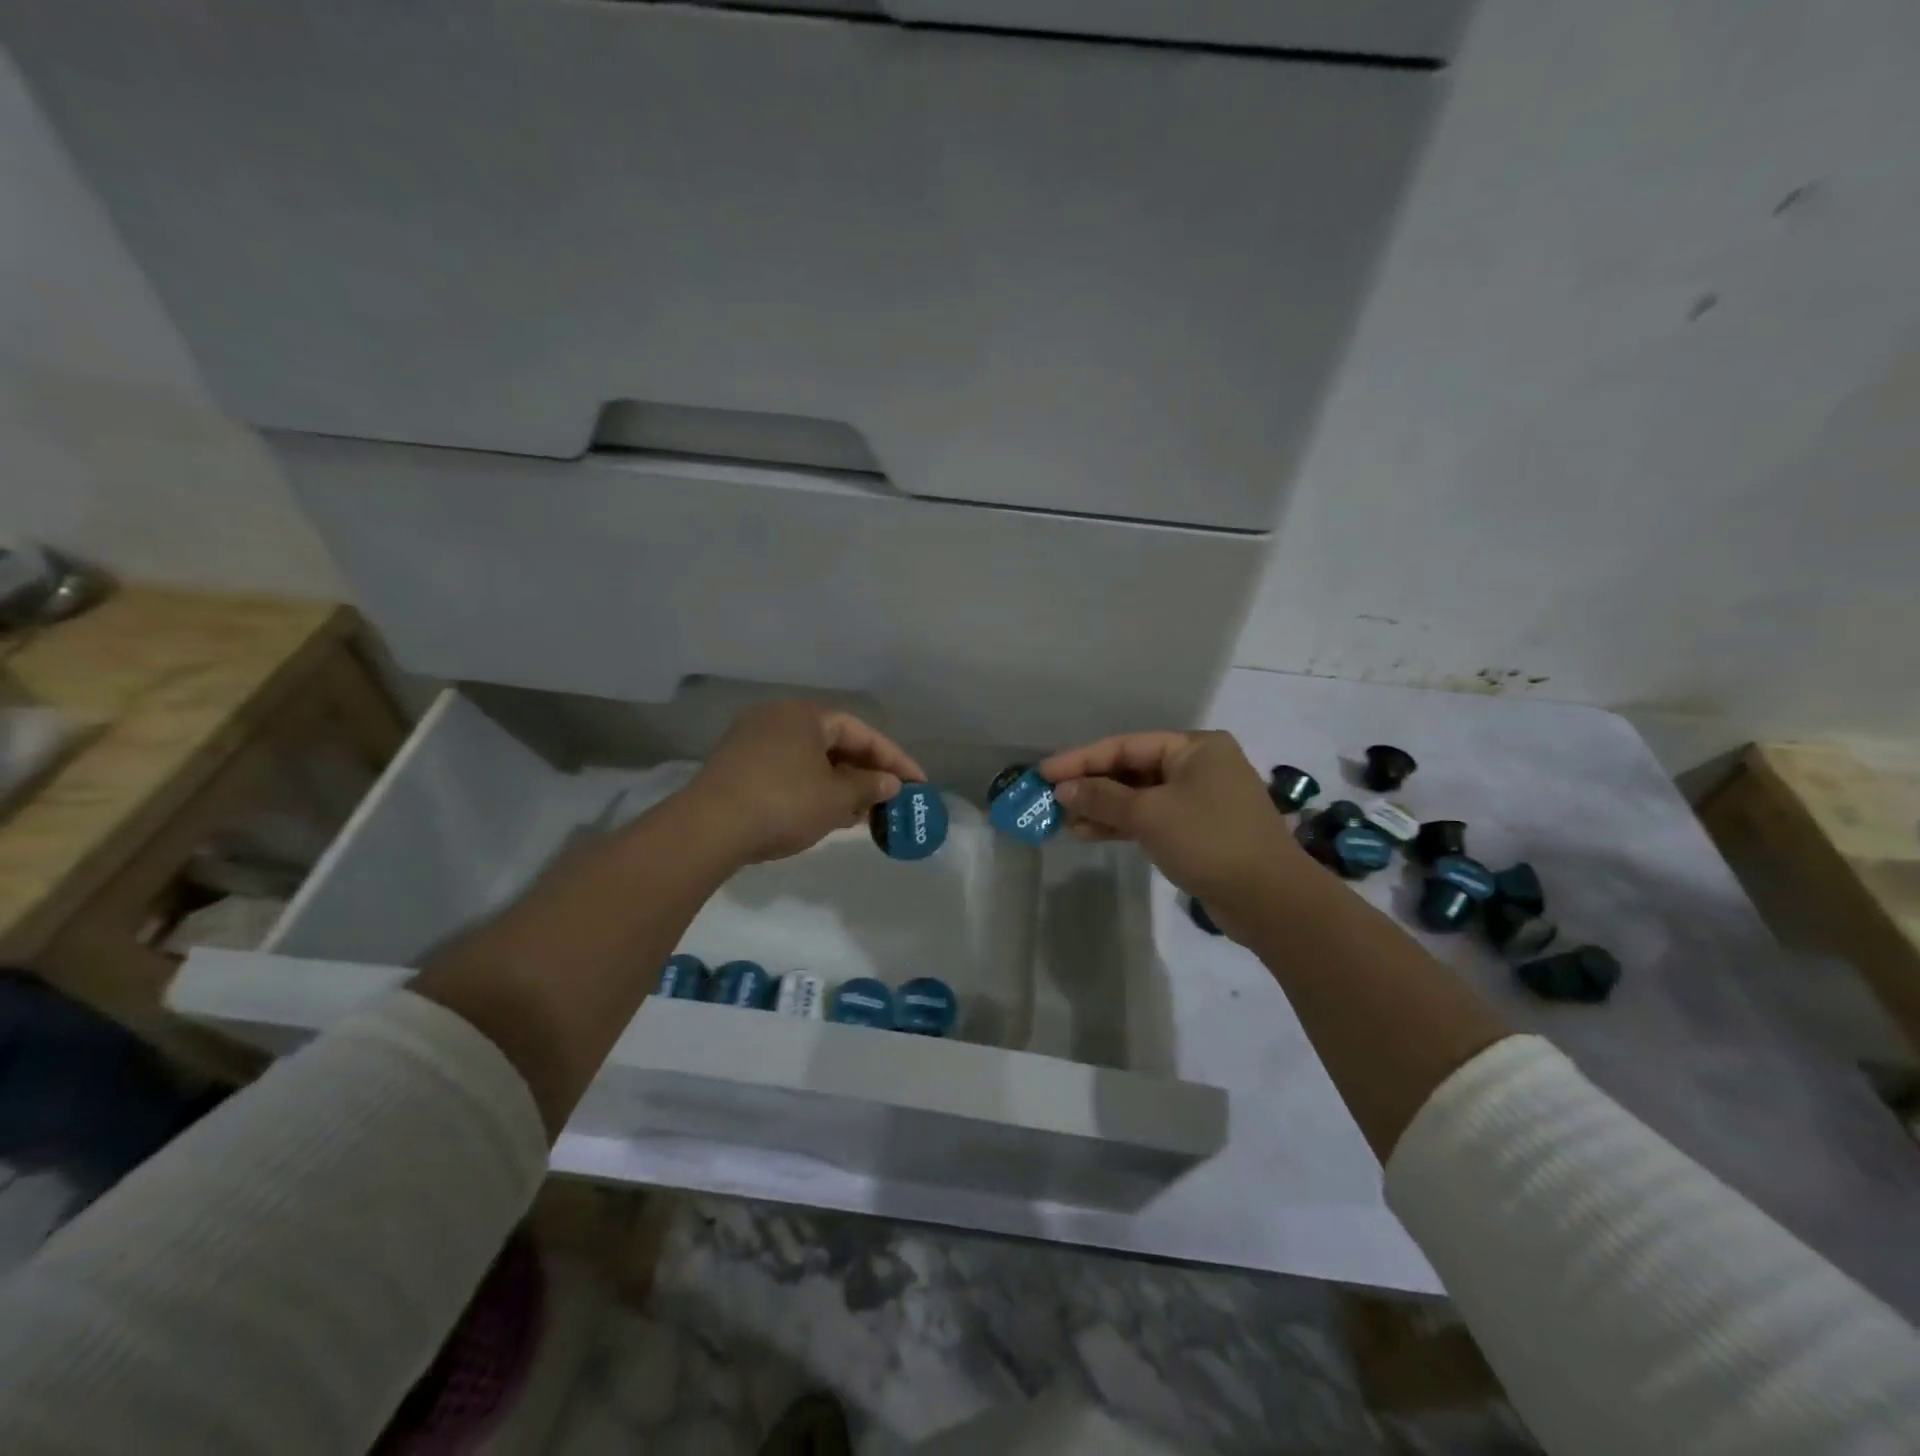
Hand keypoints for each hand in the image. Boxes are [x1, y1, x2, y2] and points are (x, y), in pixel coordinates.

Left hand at [683, 701, 927, 865]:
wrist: (709, 828)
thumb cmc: (784, 803)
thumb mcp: (836, 797)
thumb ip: (869, 786)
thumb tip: (891, 783)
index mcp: (806, 715)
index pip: (862, 732)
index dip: (894, 759)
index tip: (918, 783)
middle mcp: (778, 718)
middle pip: (835, 744)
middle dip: (865, 773)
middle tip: (888, 799)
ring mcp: (752, 742)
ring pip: (811, 761)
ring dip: (839, 785)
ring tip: (861, 814)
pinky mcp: (736, 768)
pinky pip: (788, 773)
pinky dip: (812, 791)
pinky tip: (825, 816)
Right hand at [1039, 731, 1304, 925]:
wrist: (1270, 899)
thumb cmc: (1209, 840)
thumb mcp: (1149, 814)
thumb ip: (1102, 798)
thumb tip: (1063, 789)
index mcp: (1195, 747)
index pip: (1125, 745)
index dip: (1081, 759)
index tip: (1044, 772)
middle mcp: (1200, 766)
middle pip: (1132, 769)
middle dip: (1092, 786)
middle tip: (1051, 799)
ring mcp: (1201, 799)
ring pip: (1140, 796)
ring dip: (1103, 808)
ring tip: (1065, 822)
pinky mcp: (1199, 830)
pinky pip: (1152, 818)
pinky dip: (1123, 825)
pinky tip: (1091, 834)